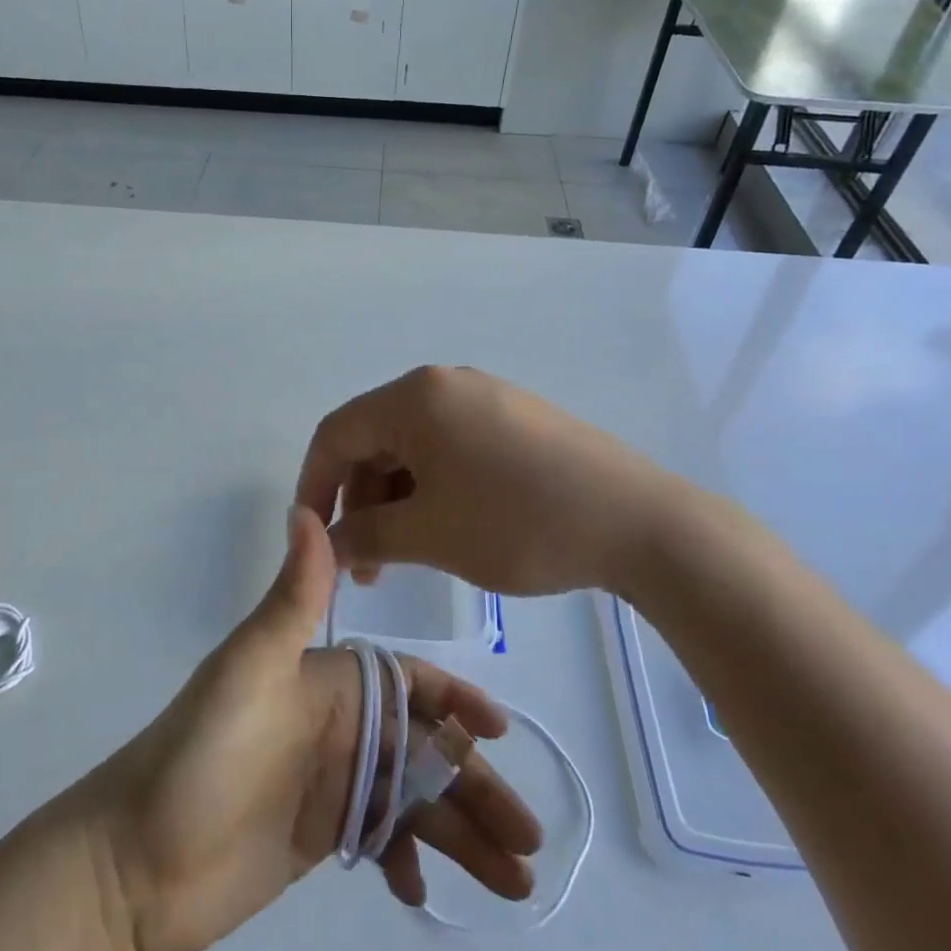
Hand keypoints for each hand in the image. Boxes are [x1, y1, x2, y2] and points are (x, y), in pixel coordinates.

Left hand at [89, 507, 541, 950]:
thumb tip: (307, 508)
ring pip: (415, 801)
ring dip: (464, 833)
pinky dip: (410, 861)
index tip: (500, 731)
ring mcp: (332, 783)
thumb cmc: (199, 756)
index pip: (408, 681)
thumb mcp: (249, 669)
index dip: (456, 700)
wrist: (133, 861)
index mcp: (328, 681)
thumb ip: (292, 598)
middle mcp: (338, 725)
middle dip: (476, 783)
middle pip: (425, 749)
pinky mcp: (321, 836)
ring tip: (516, 882)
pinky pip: (383, 841)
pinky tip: (423, 892)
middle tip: (530, 837)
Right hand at [296, 365, 701, 598]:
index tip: (311, 539)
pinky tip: (444, 529)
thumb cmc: (519, 523)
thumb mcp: (430, 534)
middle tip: (366, 566)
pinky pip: (450, 448)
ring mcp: (484, 398)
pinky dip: (432, 488)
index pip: (336, 433)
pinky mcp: (514, 420)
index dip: (313, 486)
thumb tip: (324, 542)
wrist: (639, 522)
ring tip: (403, 558)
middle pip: (375, 439)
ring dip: (396, 500)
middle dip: (359, 501)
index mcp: (415, 397)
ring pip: (413, 447)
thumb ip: (364, 535)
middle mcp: (444, 385)